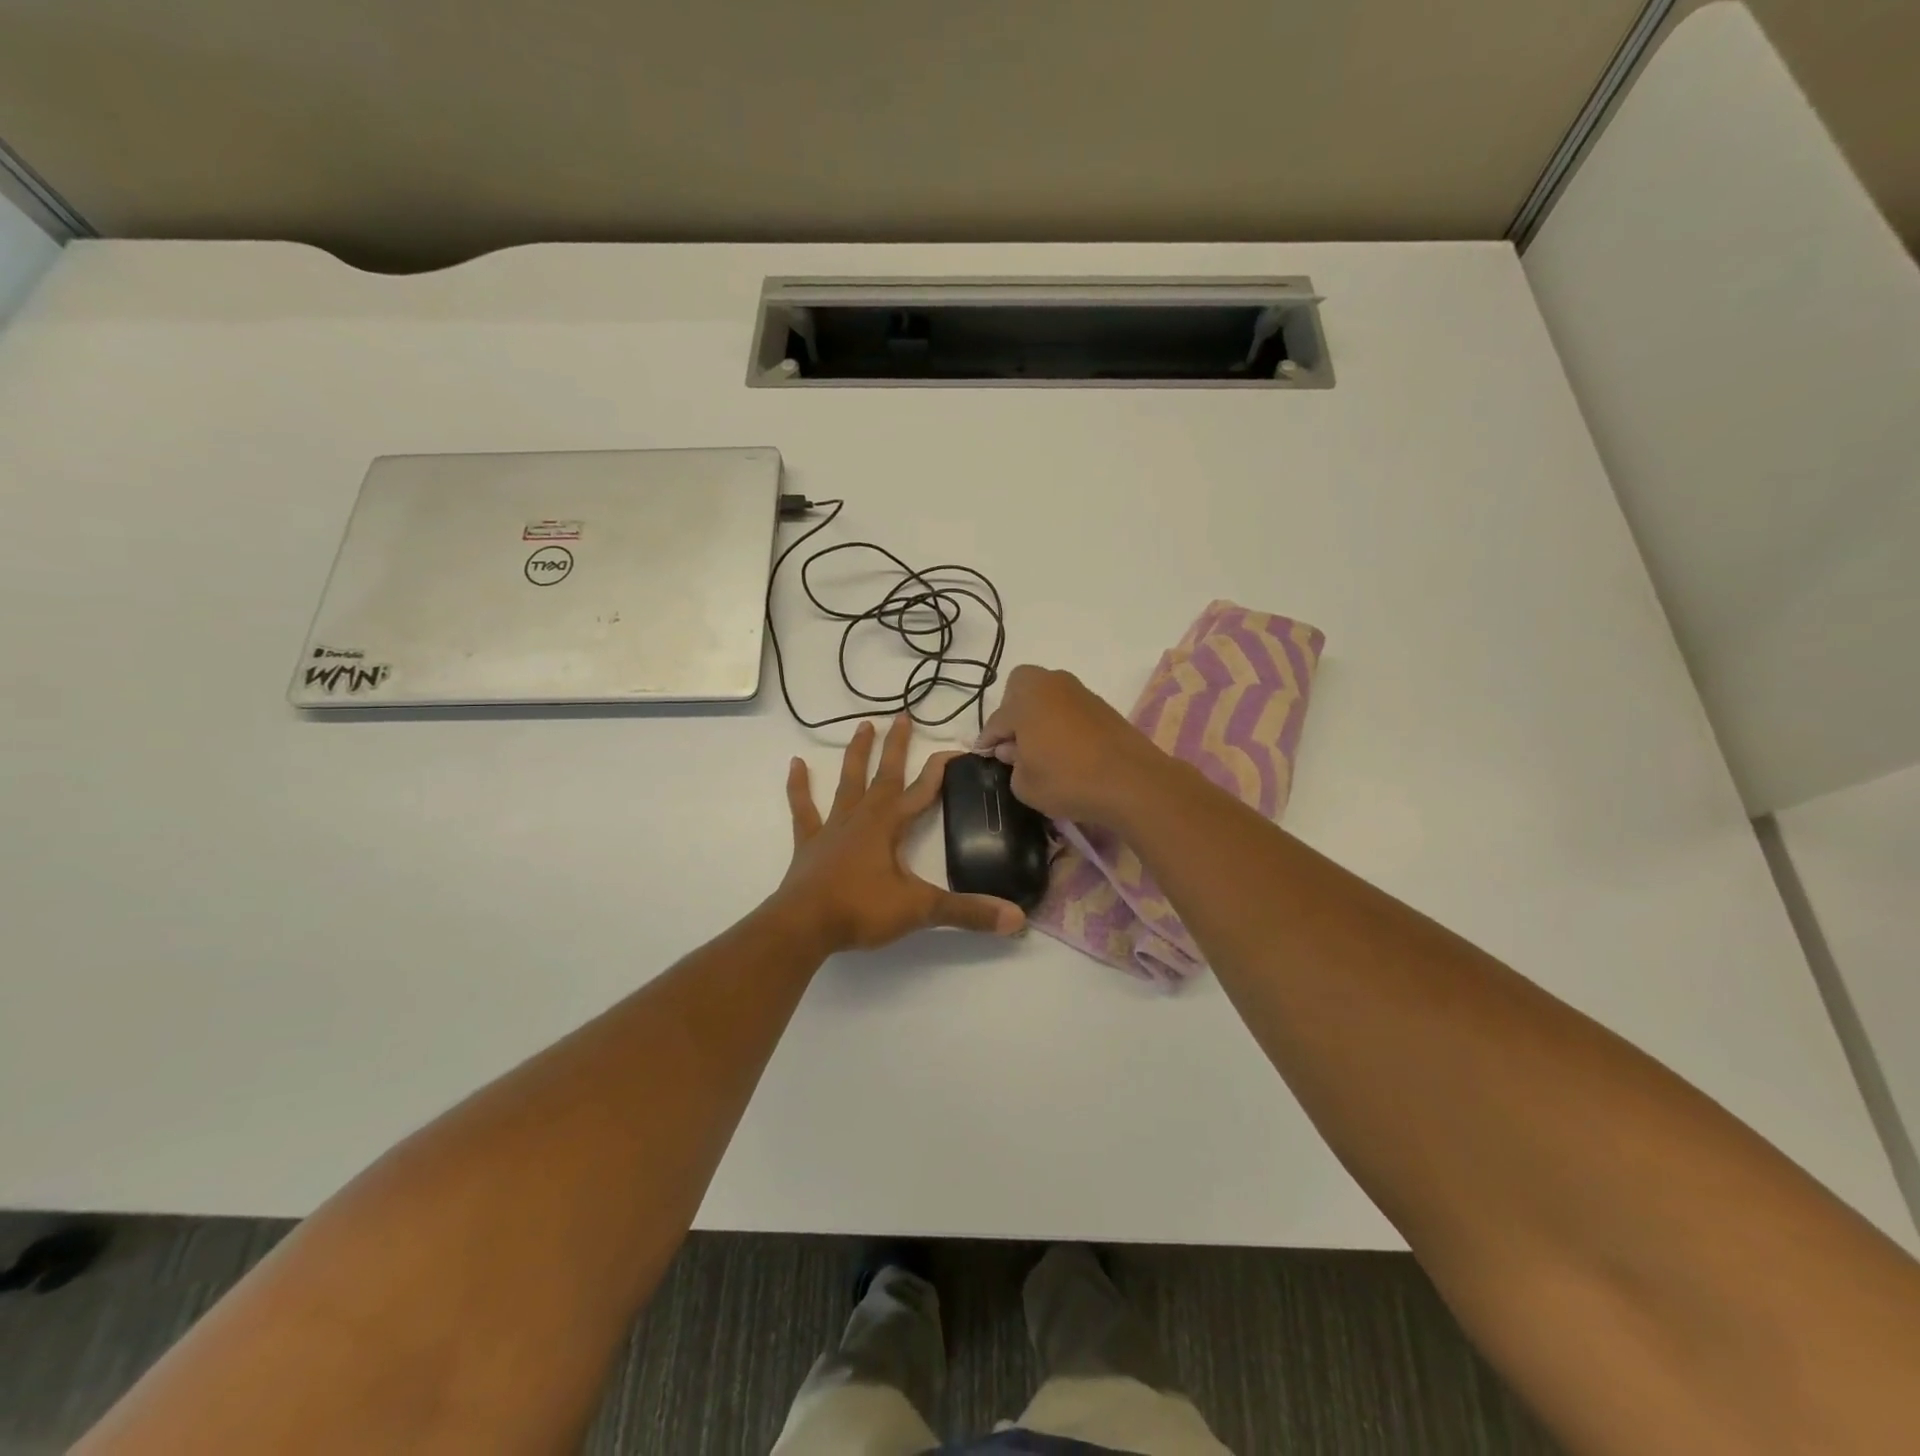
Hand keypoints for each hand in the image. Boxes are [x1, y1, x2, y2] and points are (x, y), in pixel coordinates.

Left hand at [777, 714, 1026, 952]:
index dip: (940, 770)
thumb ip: (967, 912)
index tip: (957, 749)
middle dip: (897, 746)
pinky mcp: (809, 844)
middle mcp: (862, 817)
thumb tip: (1016, 918)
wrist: (803, 926)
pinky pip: (804, 809)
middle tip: (903, 715)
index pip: (921, 790)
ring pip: (848, 782)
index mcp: (889, 826)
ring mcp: (832, 828)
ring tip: (863, 725)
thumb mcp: (920, 910)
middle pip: (884, 775)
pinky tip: (795, 764)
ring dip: (857, 755)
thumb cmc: (861, 910)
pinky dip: (799, 787)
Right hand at [975, 665, 1164, 824]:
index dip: (987, 741)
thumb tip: (1014, 750)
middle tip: (1013, 742)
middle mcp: (1051, 685)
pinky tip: (1065, 750)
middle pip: (1021, 688)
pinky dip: (1061, 723)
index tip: (983, 755)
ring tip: (1040, 749)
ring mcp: (1080, 693)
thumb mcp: (1025, 785)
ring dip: (1039, 716)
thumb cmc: (1068, 781)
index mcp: (1025, 699)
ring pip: (1047, 697)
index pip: (997, 720)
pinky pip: (1069, 709)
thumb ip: (1012, 765)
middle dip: (1012, 711)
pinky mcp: (1102, 706)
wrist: (1133, 782)